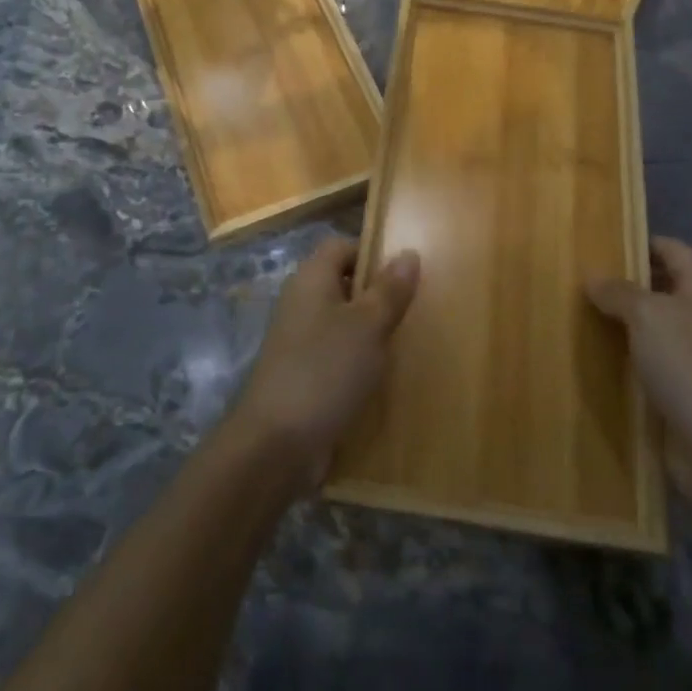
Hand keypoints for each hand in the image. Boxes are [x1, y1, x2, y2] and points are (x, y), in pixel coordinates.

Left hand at [228, 236, 420, 492]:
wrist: (276, 444)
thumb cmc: (325, 370)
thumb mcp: (368, 326)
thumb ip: (389, 290)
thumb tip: (408, 253)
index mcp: (311, 279)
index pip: (341, 246)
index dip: (372, 253)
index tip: (405, 273)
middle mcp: (301, 303)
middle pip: (342, 284)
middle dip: (377, 294)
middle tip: (415, 308)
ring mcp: (298, 341)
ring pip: (341, 322)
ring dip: (370, 331)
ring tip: (407, 342)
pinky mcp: (301, 375)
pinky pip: (335, 355)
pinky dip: (357, 361)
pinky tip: (383, 376)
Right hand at [588, 237, 691, 520]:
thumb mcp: (649, 316)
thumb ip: (618, 291)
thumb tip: (592, 277)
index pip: (668, 248)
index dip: (633, 241)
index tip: (591, 241)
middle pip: (654, 289)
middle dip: (616, 285)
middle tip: (568, 279)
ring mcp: (690, 357)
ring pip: (644, 329)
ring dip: (612, 325)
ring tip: (566, 314)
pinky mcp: (677, 393)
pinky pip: (641, 366)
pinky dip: (617, 361)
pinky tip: (582, 357)